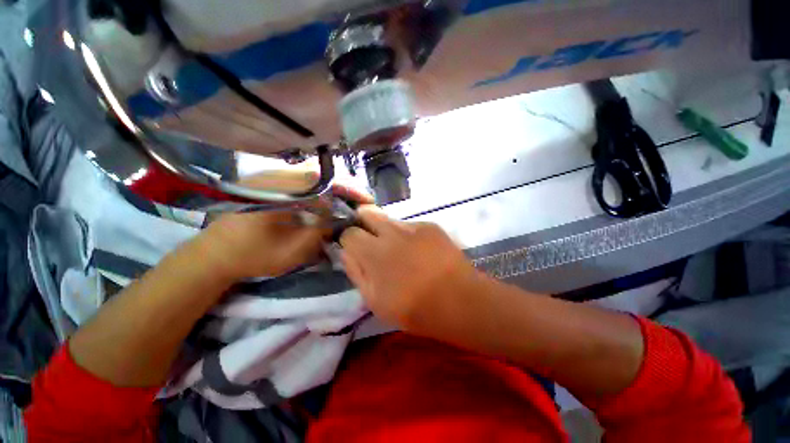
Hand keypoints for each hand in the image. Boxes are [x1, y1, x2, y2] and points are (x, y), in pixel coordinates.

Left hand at [198, 171, 372, 280]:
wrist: (213, 256)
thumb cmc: (253, 255)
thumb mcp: (295, 249)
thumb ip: (322, 230)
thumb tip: (341, 216)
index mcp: (284, 190)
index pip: (328, 182)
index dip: (351, 191)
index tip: (368, 201)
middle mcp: (278, 176)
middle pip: (323, 175)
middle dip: (345, 188)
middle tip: (359, 202)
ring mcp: (271, 177)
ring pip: (313, 177)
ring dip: (333, 188)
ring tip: (347, 202)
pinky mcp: (268, 184)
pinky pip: (301, 181)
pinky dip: (318, 189)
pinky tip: (324, 202)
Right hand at [339, 206, 479, 334]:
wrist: (460, 300)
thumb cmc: (415, 309)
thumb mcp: (375, 301)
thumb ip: (356, 272)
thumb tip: (345, 252)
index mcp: (375, 253)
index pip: (349, 233)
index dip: (348, 240)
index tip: (354, 249)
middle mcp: (392, 232)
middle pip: (367, 212)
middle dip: (363, 223)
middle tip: (370, 242)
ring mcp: (413, 226)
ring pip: (388, 219)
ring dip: (386, 231)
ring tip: (399, 251)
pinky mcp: (430, 225)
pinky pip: (409, 225)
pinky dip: (407, 235)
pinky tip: (419, 251)